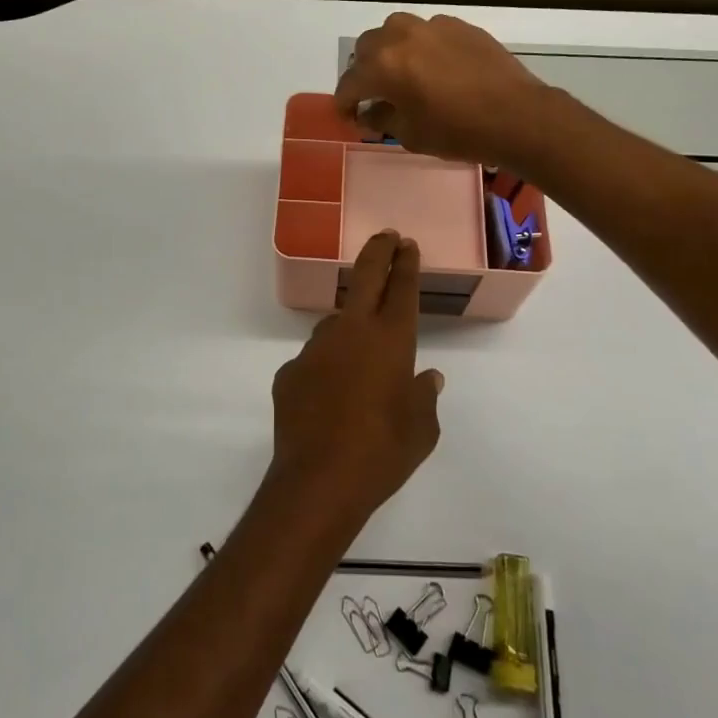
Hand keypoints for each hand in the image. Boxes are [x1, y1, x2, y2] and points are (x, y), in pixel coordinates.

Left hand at [267, 231, 443, 527]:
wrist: (319, 481)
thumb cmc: (384, 452)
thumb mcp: (422, 429)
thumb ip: (425, 397)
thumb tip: (428, 378)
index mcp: (391, 340)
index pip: (402, 288)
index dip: (406, 263)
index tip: (407, 245)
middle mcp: (352, 332)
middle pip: (366, 278)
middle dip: (379, 252)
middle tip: (387, 235)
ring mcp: (316, 348)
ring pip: (336, 322)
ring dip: (350, 325)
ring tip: (359, 352)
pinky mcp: (290, 371)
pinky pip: (314, 361)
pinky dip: (326, 368)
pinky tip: (330, 396)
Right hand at [334, 12, 555, 170]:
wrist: (517, 116)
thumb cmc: (458, 132)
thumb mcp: (411, 134)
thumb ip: (382, 119)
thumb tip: (370, 112)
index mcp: (384, 65)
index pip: (350, 82)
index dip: (344, 102)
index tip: (348, 115)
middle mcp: (401, 36)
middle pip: (367, 48)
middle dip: (364, 72)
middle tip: (373, 95)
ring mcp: (432, 26)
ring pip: (396, 31)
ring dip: (389, 51)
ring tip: (400, 74)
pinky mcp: (459, 26)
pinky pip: (427, 32)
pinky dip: (420, 47)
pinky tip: (434, 68)